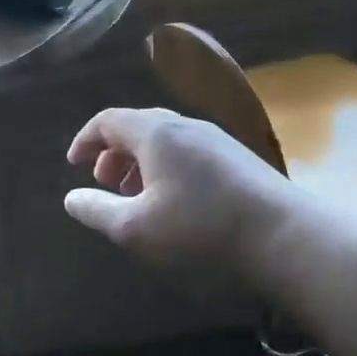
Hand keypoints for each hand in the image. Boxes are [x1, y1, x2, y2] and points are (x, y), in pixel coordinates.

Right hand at [64, 107, 292, 281]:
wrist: (285, 235)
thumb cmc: (200, 228)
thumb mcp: (136, 228)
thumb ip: (97, 210)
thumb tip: (71, 198)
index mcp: (155, 132)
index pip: (108, 120)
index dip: (85, 139)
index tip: (74, 165)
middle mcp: (184, 125)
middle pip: (137, 126)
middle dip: (113, 152)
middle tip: (104, 183)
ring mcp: (215, 139)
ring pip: (165, 139)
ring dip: (141, 161)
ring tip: (137, 196)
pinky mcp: (238, 157)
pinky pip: (188, 150)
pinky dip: (167, 166)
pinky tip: (175, 200)